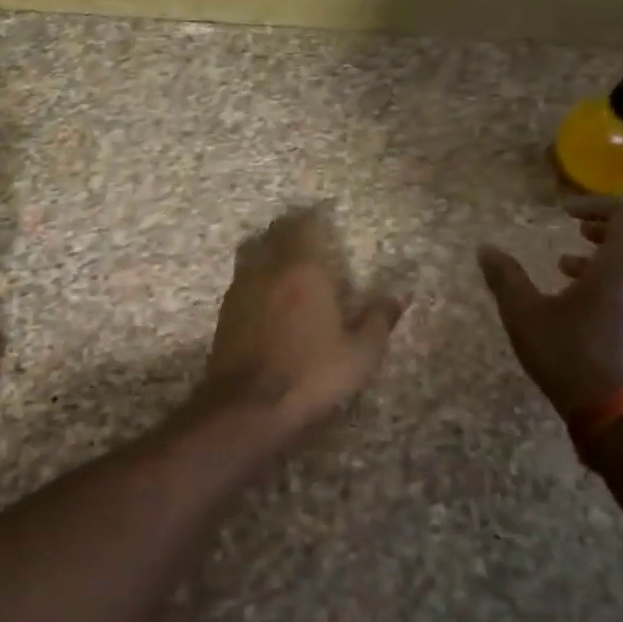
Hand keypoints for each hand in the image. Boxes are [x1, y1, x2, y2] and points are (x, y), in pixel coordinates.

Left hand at [199, 206, 403, 436]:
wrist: (247, 405)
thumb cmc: (311, 374)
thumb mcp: (360, 354)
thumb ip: (378, 320)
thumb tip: (397, 297)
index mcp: (303, 270)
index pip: (305, 226)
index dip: (315, 217)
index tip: (325, 215)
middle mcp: (268, 269)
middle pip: (275, 233)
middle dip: (290, 228)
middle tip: (307, 232)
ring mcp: (241, 288)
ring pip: (253, 251)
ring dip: (268, 247)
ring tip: (284, 258)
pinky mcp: (225, 310)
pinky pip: (242, 277)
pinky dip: (255, 274)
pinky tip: (266, 292)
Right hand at [478, 202, 622, 421]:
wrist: (611, 412)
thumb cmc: (567, 354)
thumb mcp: (524, 313)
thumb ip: (505, 277)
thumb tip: (485, 248)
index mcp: (619, 268)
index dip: (596, 206)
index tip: (564, 211)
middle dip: (605, 228)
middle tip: (574, 230)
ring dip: (606, 255)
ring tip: (564, 265)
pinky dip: (610, 279)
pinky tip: (575, 300)